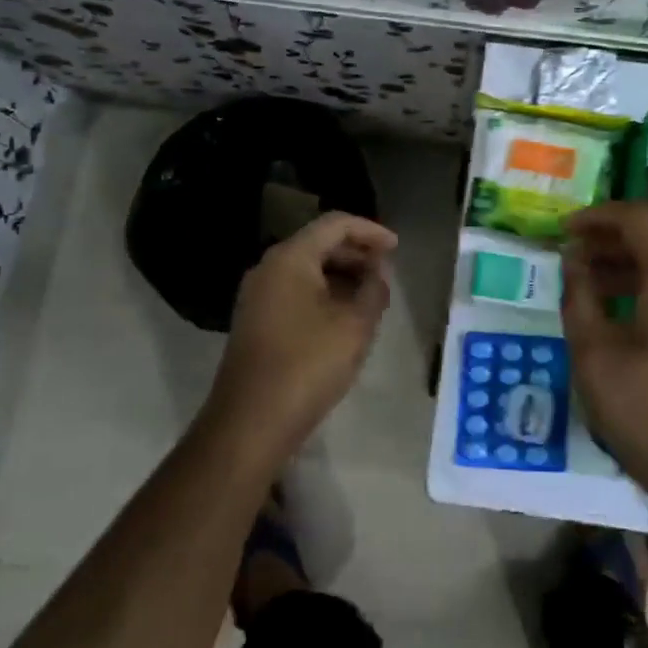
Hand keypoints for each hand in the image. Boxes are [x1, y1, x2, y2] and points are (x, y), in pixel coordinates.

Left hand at [207, 212, 397, 462]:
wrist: (250, 423)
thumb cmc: (308, 365)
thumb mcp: (355, 325)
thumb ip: (373, 289)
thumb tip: (378, 272)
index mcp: (290, 258)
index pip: (335, 224)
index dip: (370, 231)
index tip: (397, 248)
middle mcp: (269, 268)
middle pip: (319, 244)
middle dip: (357, 254)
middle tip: (387, 273)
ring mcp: (258, 296)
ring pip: (307, 270)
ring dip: (342, 276)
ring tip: (372, 297)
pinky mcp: (256, 321)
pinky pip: (295, 292)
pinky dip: (324, 294)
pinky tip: (345, 318)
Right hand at [561, 201, 647, 515]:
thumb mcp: (596, 357)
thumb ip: (579, 298)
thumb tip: (574, 260)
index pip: (638, 218)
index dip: (597, 216)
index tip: (564, 231)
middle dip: (609, 244)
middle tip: (571, 261)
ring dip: (629, 271)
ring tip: (590, 291)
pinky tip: (626, 322)